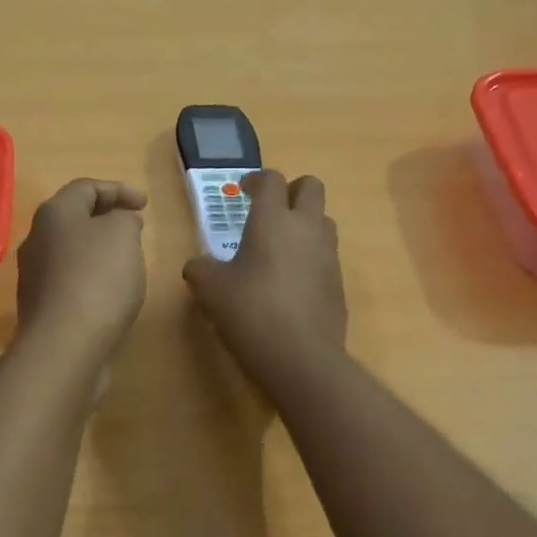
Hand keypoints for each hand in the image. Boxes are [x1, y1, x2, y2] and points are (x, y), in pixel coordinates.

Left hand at [15, 179, 148, 363]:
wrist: (64, 344)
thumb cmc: (98, 278)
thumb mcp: (123, 235)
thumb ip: (124, 218)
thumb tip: (118, 222)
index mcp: (55, 212)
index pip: (86, 187)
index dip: (118, 190)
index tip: (144, 205)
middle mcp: (36, 238)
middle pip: (74, 217)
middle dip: (106, 217)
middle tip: (134, 227)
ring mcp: (33, 274)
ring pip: (70, 249)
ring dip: (97, 248)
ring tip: (125, 259)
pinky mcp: (39, 305)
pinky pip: (68, 279)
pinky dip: (90, 275)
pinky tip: (109, 292)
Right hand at [183, 170, 346, 381]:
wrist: (301, 357)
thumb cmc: (250, 312)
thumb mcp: (210, 290)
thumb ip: (200, 269)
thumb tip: (198, 266)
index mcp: (273, 220)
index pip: (271, 180)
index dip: (256, 179)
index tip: (243, 191)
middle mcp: (306, 228)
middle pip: (311, 187)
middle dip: (291, 191)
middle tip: (269, 210)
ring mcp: (328, 255)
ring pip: (323, 220)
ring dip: (304, 223)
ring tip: (280, 247)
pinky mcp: (339, 282)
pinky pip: (326, 255)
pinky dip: (311, 256)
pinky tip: (290, 282)